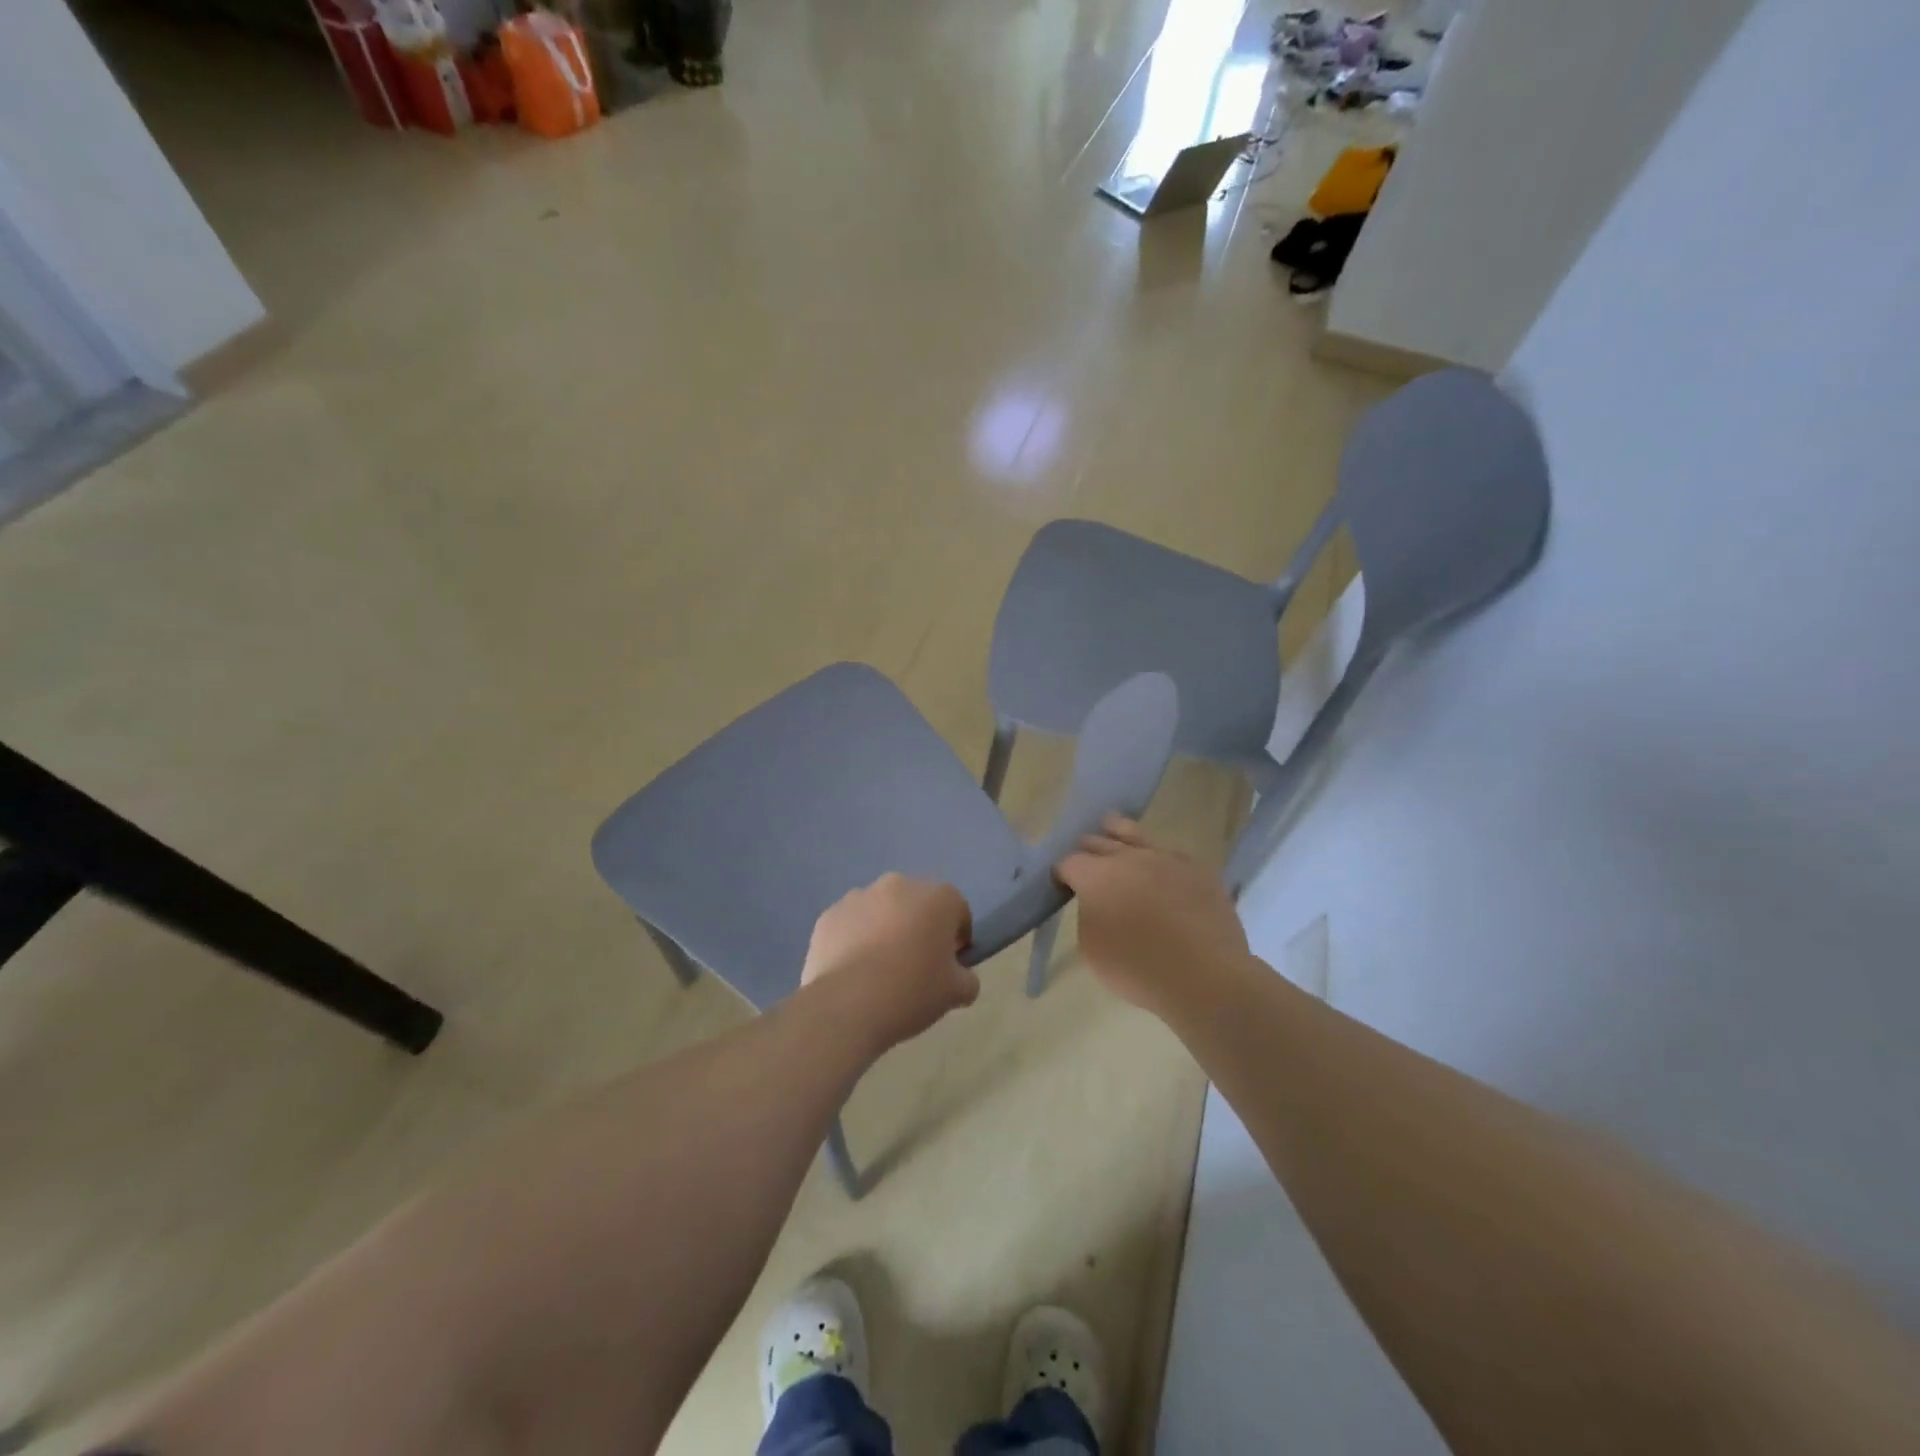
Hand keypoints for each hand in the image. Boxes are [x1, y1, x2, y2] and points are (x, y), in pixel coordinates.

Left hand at [801, 873, 979, 1052]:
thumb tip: (959, 975)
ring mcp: (859, 896)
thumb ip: (967, 978)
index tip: (950, 964)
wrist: (847, 1005)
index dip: (957, 937)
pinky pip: (851, 924)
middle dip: (919, 926)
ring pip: (881, 910)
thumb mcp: (957, 993)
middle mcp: (899, 885)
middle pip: (917, 904)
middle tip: (915, 964)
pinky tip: (853, 971)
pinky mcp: (829, 914)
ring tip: (879, 969)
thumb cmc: (912, 991)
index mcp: (937, 897)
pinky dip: (854, 939)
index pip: (957, 910)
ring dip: (885, 929)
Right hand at [1055, 816, 1249, 1015]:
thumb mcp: (1091, 949)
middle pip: (1098, 841)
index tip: (1063, 887)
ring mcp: (1165, 858)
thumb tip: (1096, 901)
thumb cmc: (1138, 969)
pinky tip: (1157, 864)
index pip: (1068, 862)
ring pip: (1134, 832)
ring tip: (1111, 828)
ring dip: (1117, 833)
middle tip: (1087, 866)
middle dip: (1087, 851)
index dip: (1061, 874)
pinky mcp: (1196, 867)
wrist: (1206, 978)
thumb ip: (1088, 914)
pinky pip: (1168, 851)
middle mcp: (1129, 857)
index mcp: (1097, 875)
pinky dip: (1155, 854)